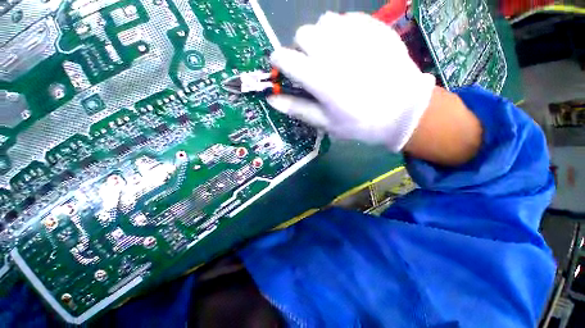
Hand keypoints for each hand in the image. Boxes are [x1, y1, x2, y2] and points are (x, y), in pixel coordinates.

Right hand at [267, 12, 435, 151]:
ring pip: (323, 21)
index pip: (285, 58)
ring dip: (320, 37)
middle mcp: (334, 50)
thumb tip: (271, 99)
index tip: (283, 69)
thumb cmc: (359, 123)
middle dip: (300, 49)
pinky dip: (340, 31)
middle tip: (311, 66)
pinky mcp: (374, 28)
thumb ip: (297, 108)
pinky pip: (347, 19)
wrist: (402, 112)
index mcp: (319, 78)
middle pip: (302, 34)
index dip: (279, 63)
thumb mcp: (325, 123)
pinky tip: (349, 47)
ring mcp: (356, 35)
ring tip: (330, 55)